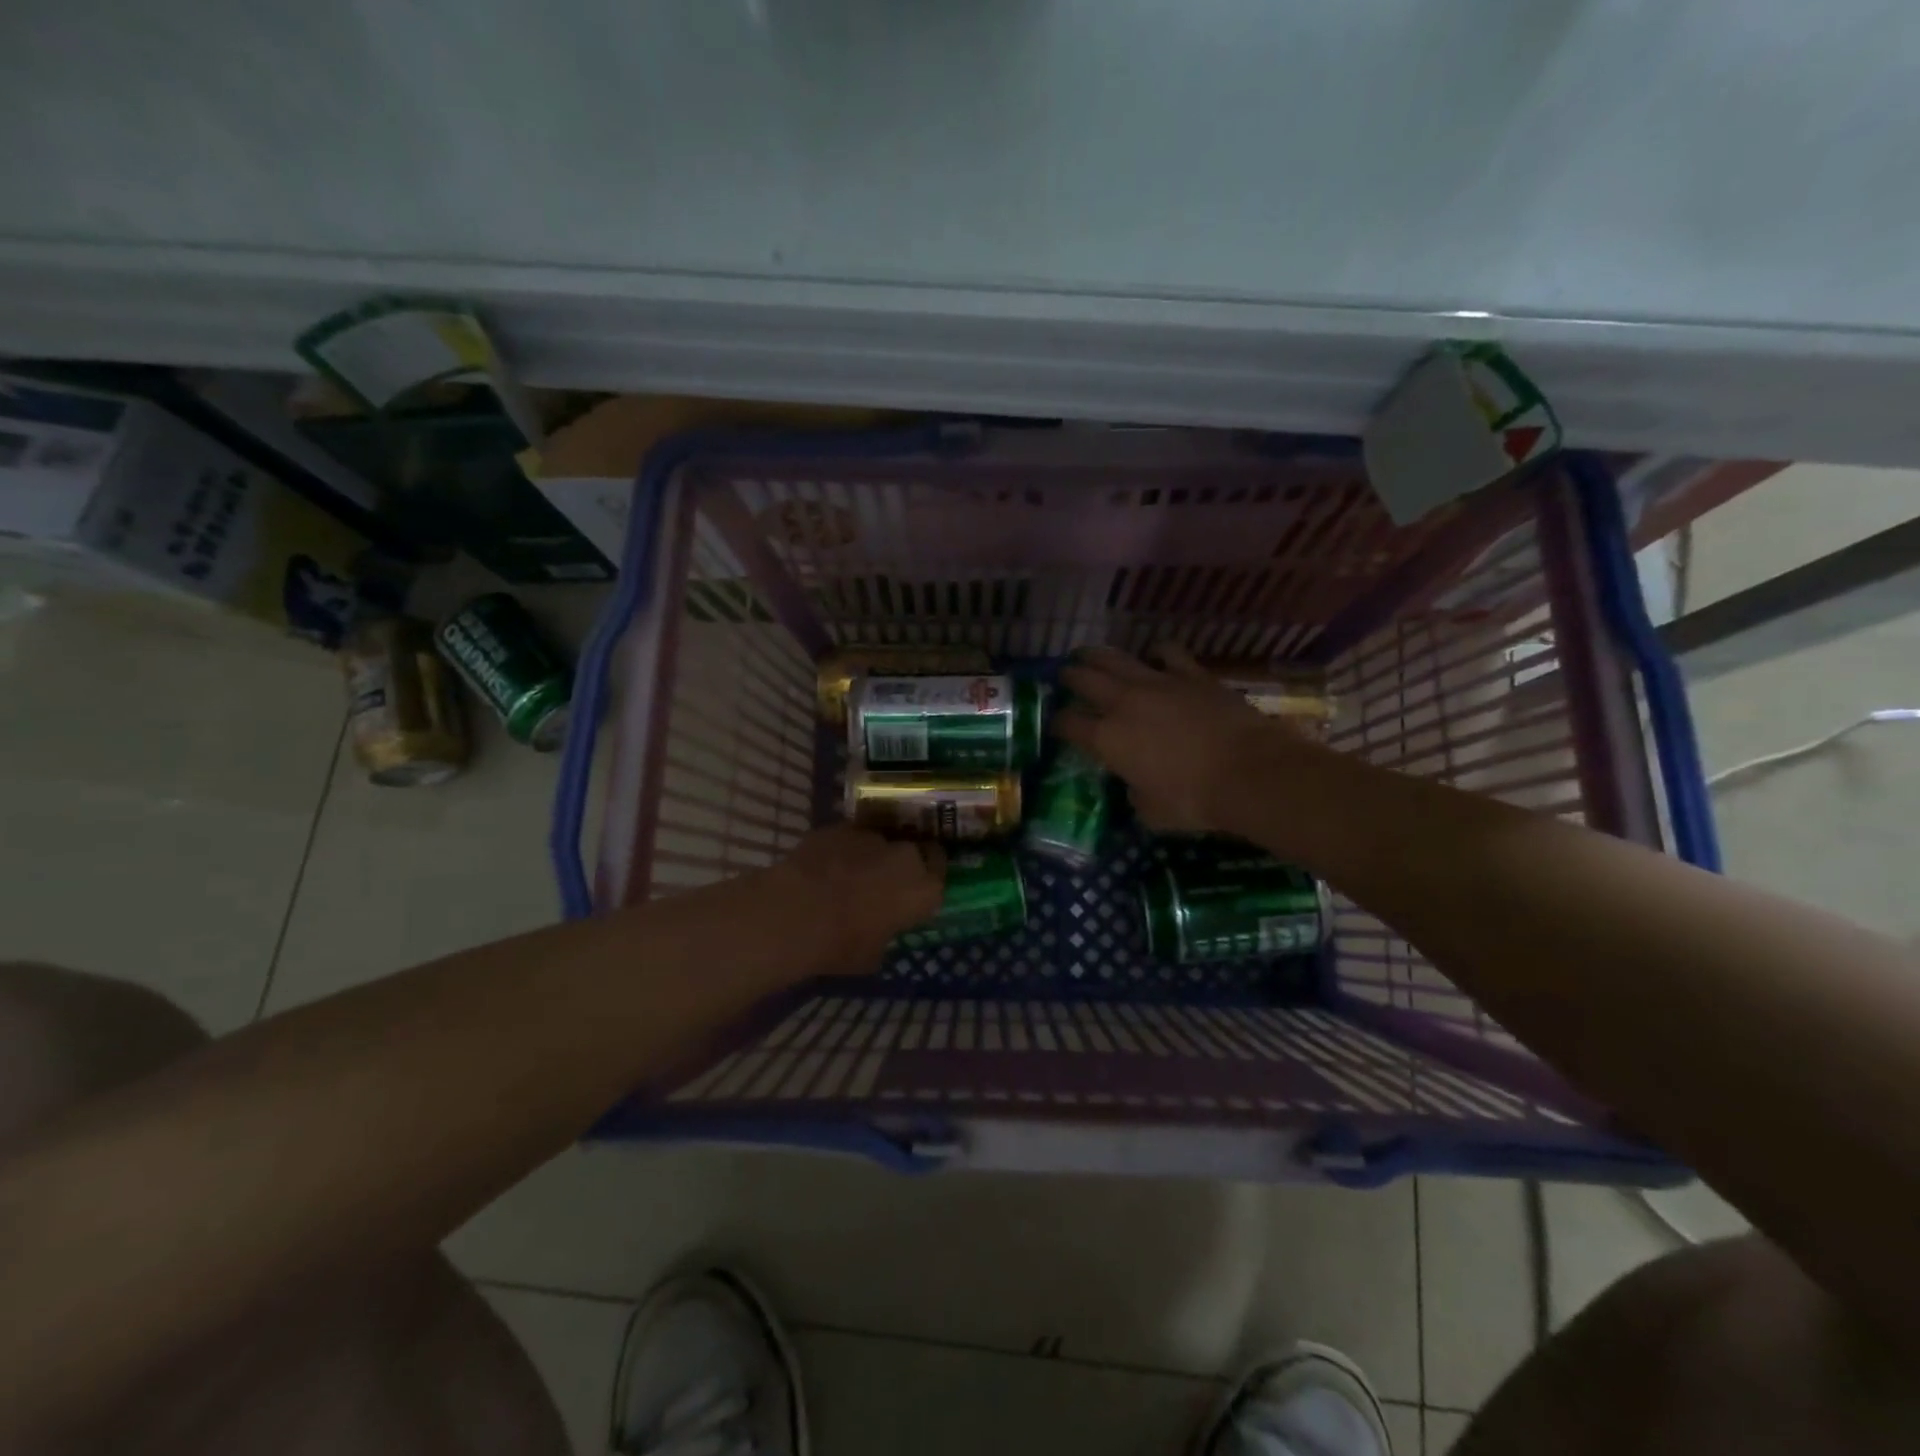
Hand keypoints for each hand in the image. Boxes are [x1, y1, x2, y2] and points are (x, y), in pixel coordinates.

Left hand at [757, 824, 945, 975]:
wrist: (795, 913)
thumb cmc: (841, 944)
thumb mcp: (874, 954)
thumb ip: (886, 933)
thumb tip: (881, 927)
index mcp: (923, 890)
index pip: (939, 872)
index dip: (927, 878)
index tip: (913, 888)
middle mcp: (905, 856)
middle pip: (911, 853)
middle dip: (898, 865)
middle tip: (880, 884)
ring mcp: (871, 836)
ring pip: (878, 843)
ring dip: (869, 856)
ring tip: (846, 876)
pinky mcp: (840, 827)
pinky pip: (848, 838)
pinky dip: (840, 849)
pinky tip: (822, 867)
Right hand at [1056, 645, 1293, 834]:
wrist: (1248, 772)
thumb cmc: (1193, 800)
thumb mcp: (1151, 812)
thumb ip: (1135, 794)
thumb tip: (1136, 786)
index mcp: (1107, 738)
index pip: (1067, 723)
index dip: (1057, 723)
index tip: (1057, 725)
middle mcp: (1124, 703)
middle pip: (1083, 679)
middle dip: (1069, 677)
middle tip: (1064, 677)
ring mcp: (1158, 683)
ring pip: (1116, 658)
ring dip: (1099, 656)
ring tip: (1091, 655)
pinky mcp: (1192, 674)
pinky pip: (1167, 652)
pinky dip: (1157, 653)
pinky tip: (1155, 656)